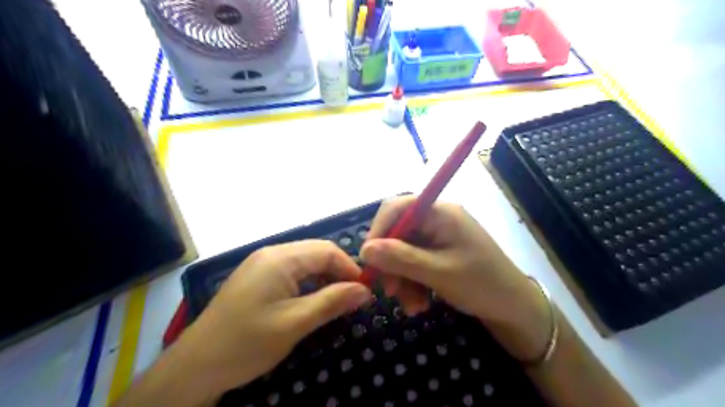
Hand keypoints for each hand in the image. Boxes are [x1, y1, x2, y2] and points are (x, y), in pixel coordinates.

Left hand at [176, 241, 373, 394]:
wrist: (195, 366)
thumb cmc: (247, 343)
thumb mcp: (295, 323)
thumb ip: (332, 302)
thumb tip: (366, 290)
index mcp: (280, 258)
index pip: (327, 251)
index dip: (350, 268)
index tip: (364, 291)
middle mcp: (271, 253)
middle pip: (316, 253)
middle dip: (338, 272)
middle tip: (353, 298)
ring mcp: (262, 264)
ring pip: (305, 262)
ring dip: (324, 278)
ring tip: (336, 301)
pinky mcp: (258, 277)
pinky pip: (292, 271)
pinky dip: (308, 283)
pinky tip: (313, 300)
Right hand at [359, 196, 552, 359]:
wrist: (515, 309)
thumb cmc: (483, 285)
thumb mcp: (440, 273)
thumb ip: (401, 259)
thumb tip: (364, 250)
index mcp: (440, 213)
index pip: (397, 207)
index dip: (378, 230)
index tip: (367, 259)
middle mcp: (436, 219)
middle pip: (398, 232)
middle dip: (391, 263)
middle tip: (389, 292)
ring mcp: (438, 237)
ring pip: (403, 252)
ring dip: (401, 279)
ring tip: (412, 306)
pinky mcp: (438, 253)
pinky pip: (413, 263)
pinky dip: (411, 283)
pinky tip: (419, 303)